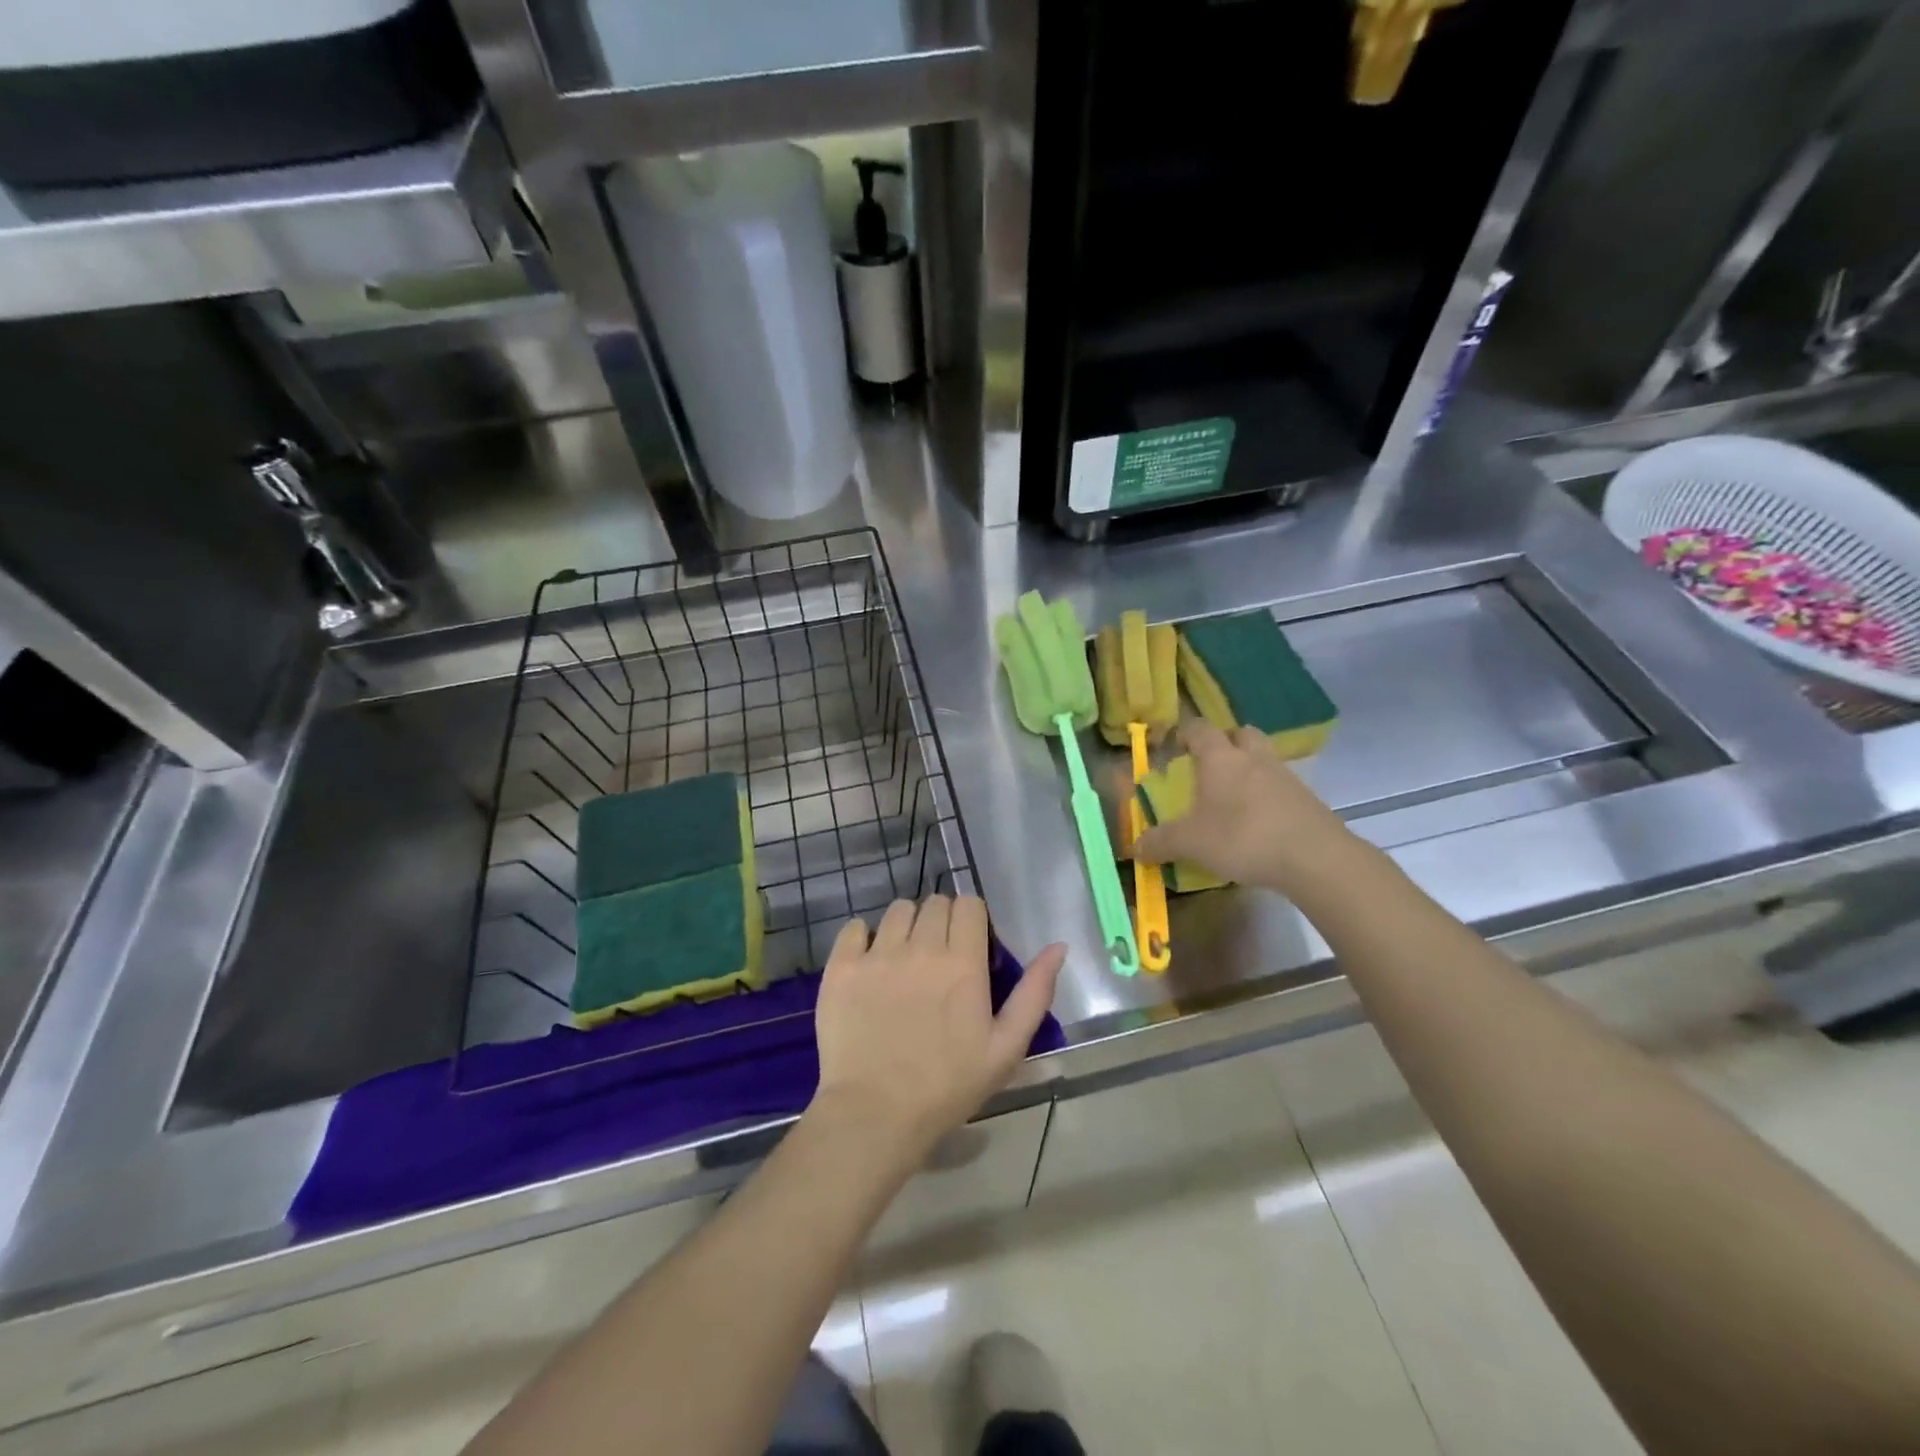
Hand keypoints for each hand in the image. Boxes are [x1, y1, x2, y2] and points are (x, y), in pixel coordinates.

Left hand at [811, 895, 1064, 1161]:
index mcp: (962, 962)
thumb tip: (1058, 946)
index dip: (971, 919)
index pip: (969, 904)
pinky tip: (869, 963)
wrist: (875, 1115)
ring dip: (906, 925)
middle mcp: (920, 947)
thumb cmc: (947, 1086)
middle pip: (934, 902)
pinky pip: (854, 927)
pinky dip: (863, 937)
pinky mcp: (842, 967)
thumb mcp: (1006, 1048)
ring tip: (904, 958)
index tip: (969, 945)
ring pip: (897, 910)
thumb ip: (1034, 993)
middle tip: (938, 957)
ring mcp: (877, 954)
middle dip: (941, 921)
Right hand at [1133, 720, 1352, 893]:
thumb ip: (1160, 842)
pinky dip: (1267, 794)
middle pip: (1240, 733)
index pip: (1199, 728)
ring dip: (1248, 768)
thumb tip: (1135, 848)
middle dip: (1224, 743)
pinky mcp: (1306, 799)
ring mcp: (1285, 776)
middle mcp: (1253, 757)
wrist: (1314, 857)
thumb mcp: (1191, 843)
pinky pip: (1280, 785)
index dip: (1184, 733)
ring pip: (1263, 758)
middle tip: (1209, 765)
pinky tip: (1258, 820)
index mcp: (1221, 758)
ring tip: (1233, 796)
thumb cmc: (1242, 837)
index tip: (1173, 747)